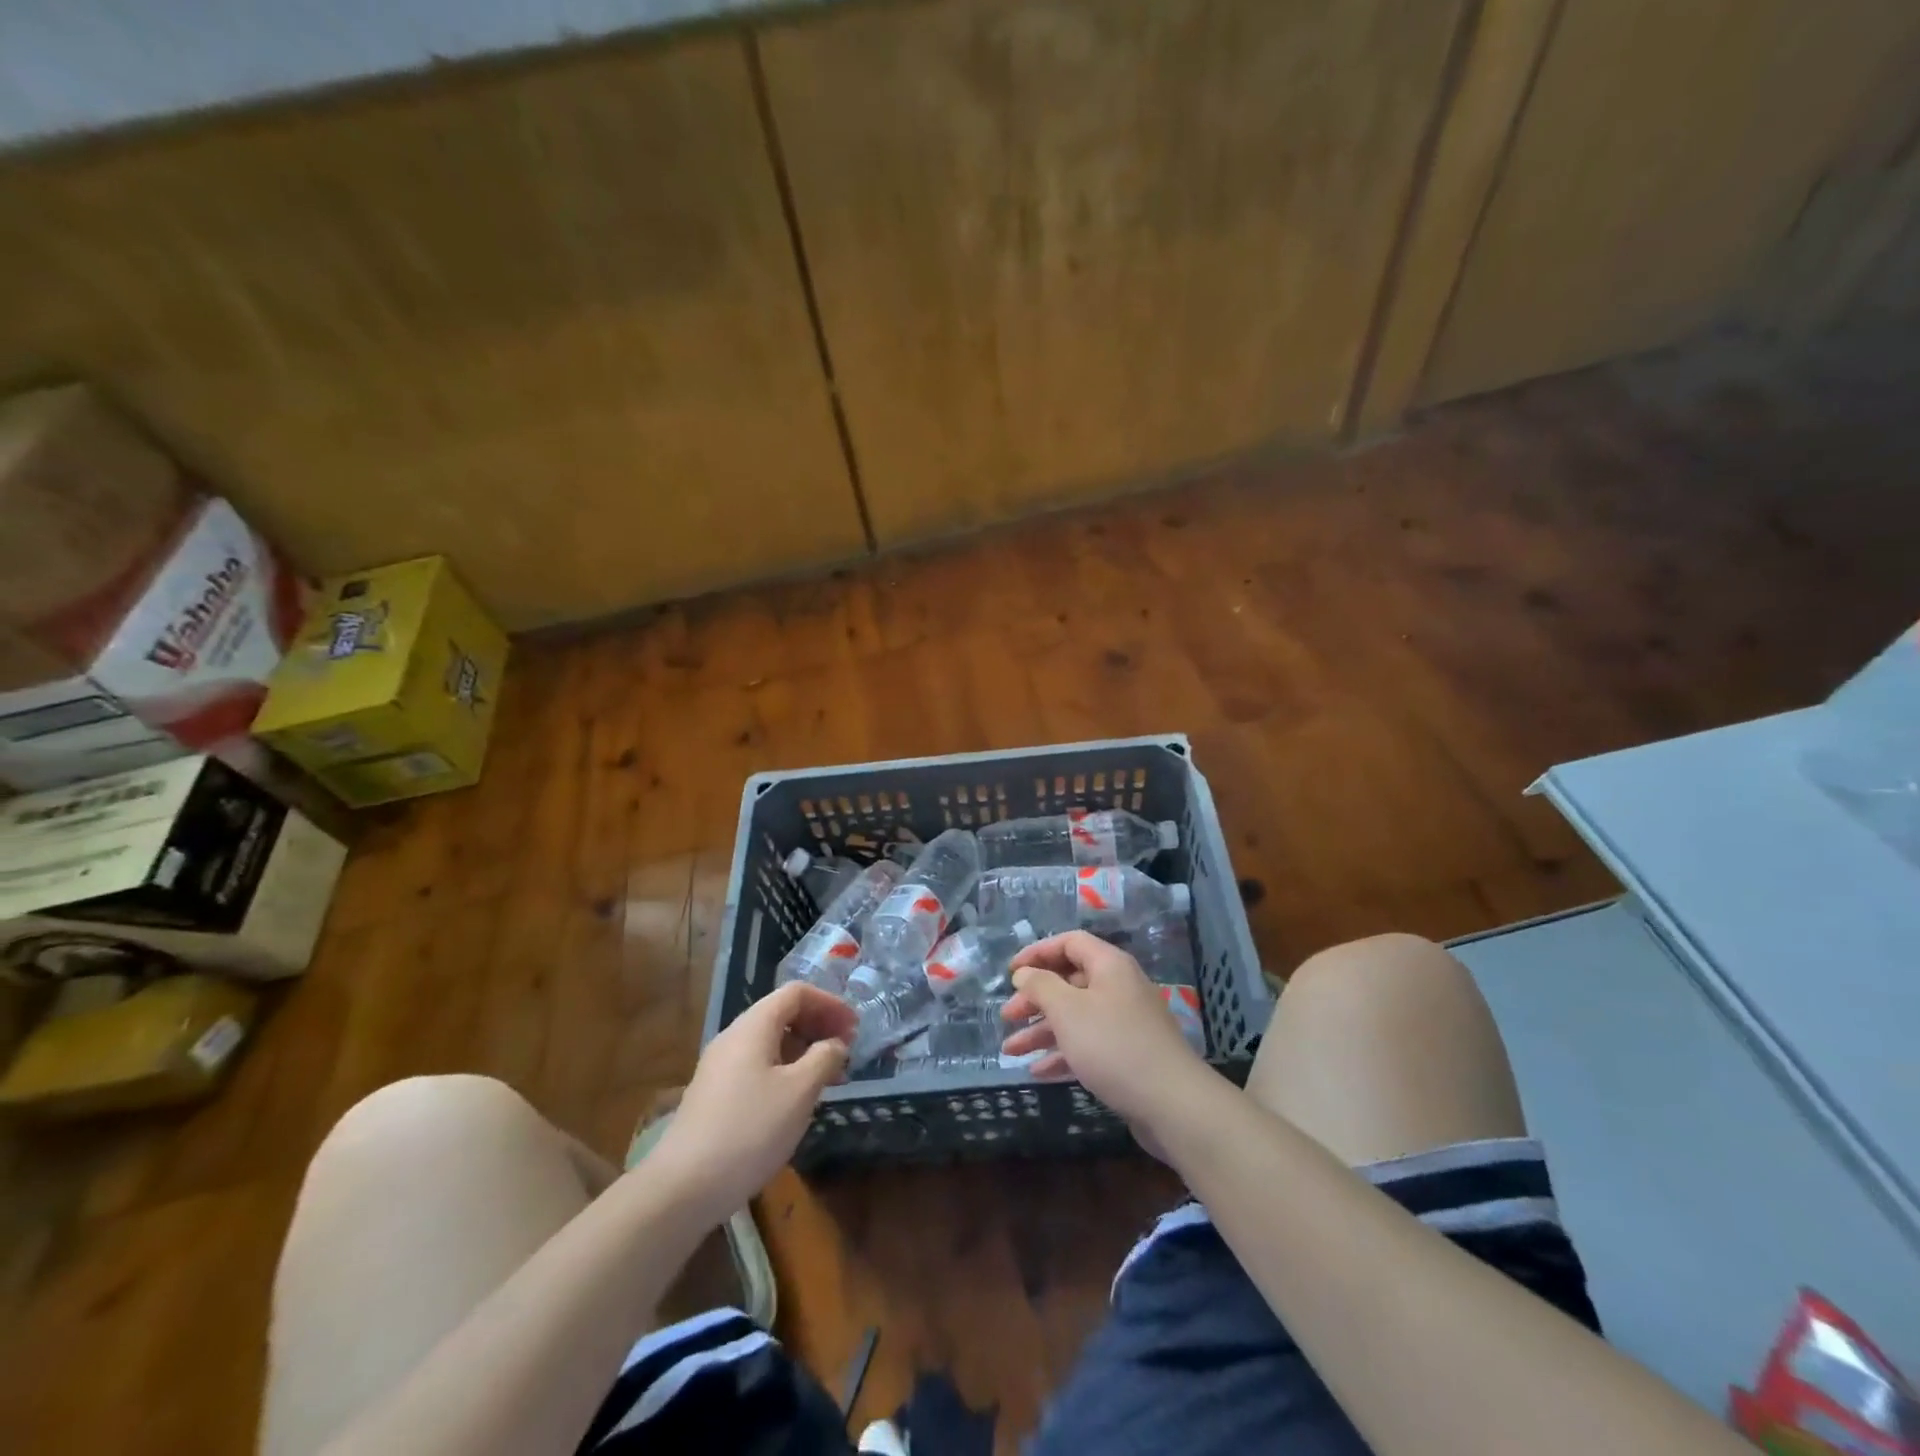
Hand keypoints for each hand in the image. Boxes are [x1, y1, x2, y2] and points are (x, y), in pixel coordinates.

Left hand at [650, 981, 856, 1220]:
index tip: (854, 1027)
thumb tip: (835, 1043)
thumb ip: (824, 1058)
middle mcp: (733, 1037)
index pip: (796, 993)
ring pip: (770, 1043)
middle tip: (846, 1051)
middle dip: (818, 1026)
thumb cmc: (750, 1130)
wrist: (683, 1188)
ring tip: (829, 1078)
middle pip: (782, 1014)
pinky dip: (785, 1070)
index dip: (829, 1003)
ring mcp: (720, 1067)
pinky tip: (797, 1100)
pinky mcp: (714, 1095)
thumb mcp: (800, 1091)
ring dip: (803, 1051)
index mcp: (753, 1026)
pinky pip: (757, 1066)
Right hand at [1000, 931, 1208, 1126]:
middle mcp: (1119, 987)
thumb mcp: (1068, 1010)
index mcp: (1109, 965)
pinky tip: (1038, 1071)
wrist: (1172, 1103)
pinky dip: (1063, 1053)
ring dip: (1042, 1031)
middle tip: (1007, 1016)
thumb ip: (1041, 986)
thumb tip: (1025, 973)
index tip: (1011, 971)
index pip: (1070, 943)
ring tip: (1010, 1050)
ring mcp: (1125, 1023)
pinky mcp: (1128, 1055)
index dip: (1038, 952)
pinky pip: (1088, 1045)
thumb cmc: (1113, 1045)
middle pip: (1070, 981)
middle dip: (1035, 998)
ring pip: (1075, 1017)